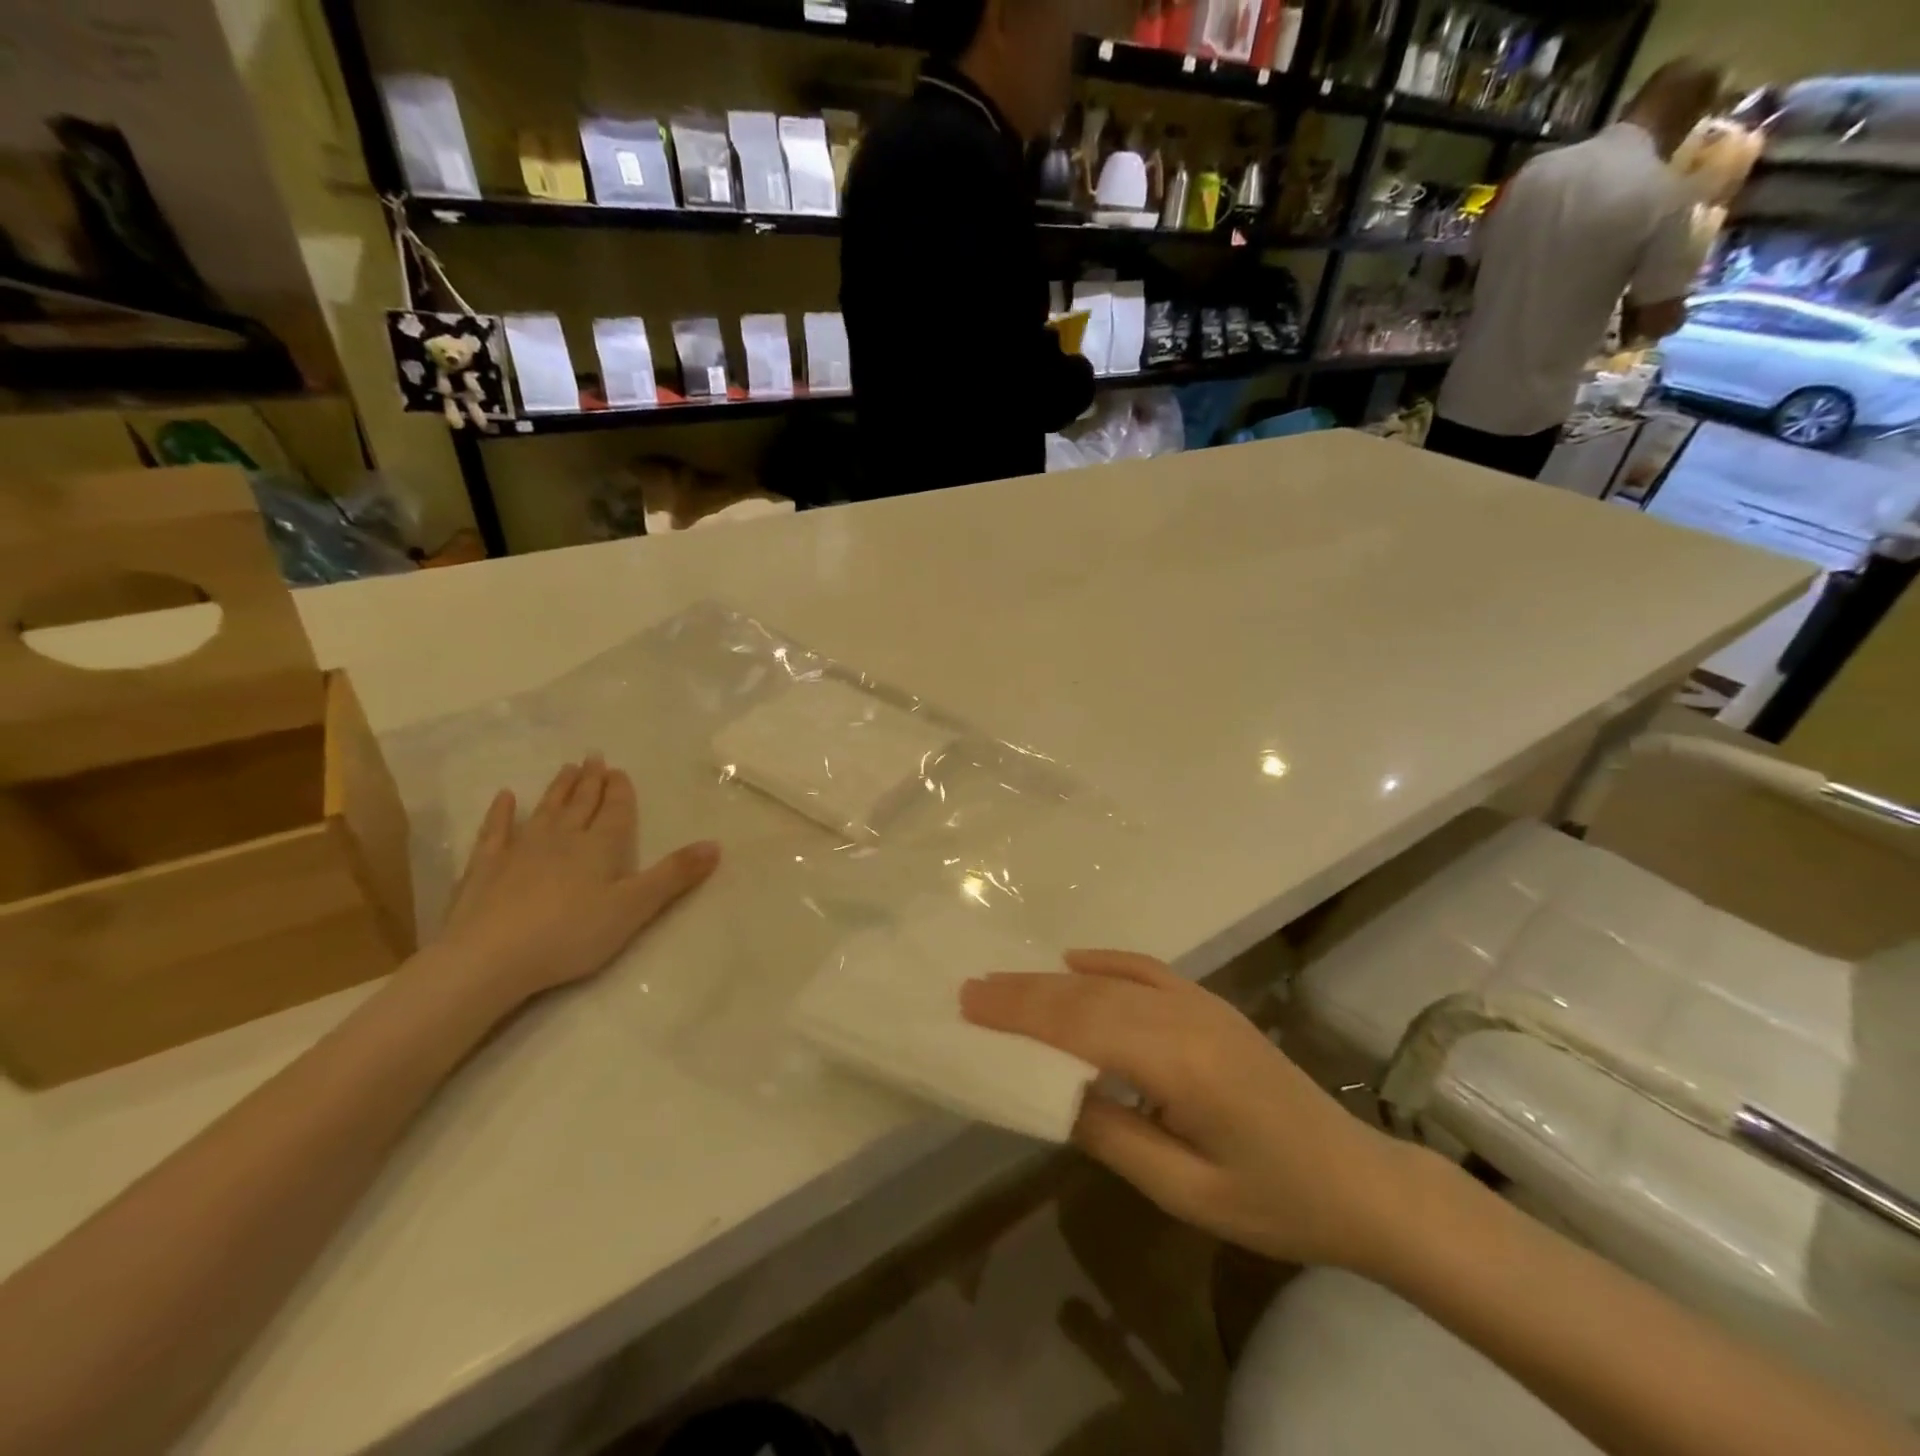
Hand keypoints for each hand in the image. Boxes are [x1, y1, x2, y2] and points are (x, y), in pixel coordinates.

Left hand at [429, 757, 718, 1010]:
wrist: (489, 957)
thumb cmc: (571, 934)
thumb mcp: (634, 908)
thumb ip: (674, 875)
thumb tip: (715, 844)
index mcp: (600, 847)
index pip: (614, 811)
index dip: (619, 791)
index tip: (619, 770)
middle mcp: (563, 838)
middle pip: (581, 804)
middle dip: (590, 781)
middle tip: (594, 758)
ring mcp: (520, 850)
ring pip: (545, 810)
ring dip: (558, 789)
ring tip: (567, 768)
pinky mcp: (486, 867)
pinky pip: (495, 831)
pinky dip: (501, 813)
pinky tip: (504, 798)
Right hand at [961, 950, 1423, 1272]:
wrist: (1357, 1179)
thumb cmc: (1275, 1201)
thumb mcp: (1188, 1192)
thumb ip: (1114, 1137)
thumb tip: (1051, 1093)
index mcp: (1180, 1065)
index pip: (1081, 1028)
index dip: (1022, 1015)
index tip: (970, 1006)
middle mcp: (1185, 1018)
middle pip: (1088, 997)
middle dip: (1024, 993)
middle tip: (970, 989)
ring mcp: (1200, 1004)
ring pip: (1111, 981)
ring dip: (1053, 979)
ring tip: (1003, 980)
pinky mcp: (1210, 1005)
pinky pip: (1148, 970)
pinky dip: (1105, 962)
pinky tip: (1073, 961)